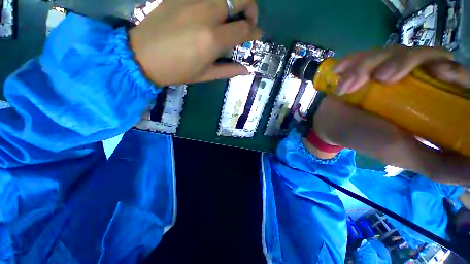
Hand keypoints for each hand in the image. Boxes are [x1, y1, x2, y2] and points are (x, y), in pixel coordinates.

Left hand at [129, 0, 261, 85]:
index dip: (254, 31)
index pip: (244, 29)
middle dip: (251, 8)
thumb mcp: (205, 75)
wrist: (142, 56)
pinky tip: (212, 12)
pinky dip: (216, 1)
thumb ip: (228, 70)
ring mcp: (192, 0)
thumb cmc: (177, 70)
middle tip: (247, 21)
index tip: (257, 35)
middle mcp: (206, 13)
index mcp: (212, 39)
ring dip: (234, 2)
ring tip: (231, 16)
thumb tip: (246, 69)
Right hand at [310, 46, 469, 184]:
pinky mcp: (367, 65)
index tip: (440, 73)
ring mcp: (390, 70)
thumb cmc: (365, 138)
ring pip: (394, 51)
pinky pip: (367, 53)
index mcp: (432, 103)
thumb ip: (440, 165)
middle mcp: (416, 82)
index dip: (455, 71)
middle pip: (429, 55)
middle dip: (406, 61)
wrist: (330, 123)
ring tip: (347, 86)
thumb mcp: (404, 154)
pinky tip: (340, 78)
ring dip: (367, 66)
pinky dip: (352, 64)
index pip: (458, 77)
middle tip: (382, 78)